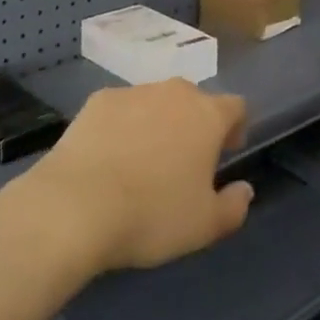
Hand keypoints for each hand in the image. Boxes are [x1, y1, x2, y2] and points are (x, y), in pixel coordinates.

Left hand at [21, 81, 254, 274]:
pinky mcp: (98, 100)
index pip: (236, 107)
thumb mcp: (204, 226)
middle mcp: (175, 92)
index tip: (226, 153)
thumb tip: (244, 190)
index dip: (235, 128)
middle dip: (194, 125)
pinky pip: (120, 110)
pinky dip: (121, 127)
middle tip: (183, 163)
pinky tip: (108, 158)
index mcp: (208, 115)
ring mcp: (135, 92)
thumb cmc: (151, 215)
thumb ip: (234, 206)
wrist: (76, 206)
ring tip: (142, 162)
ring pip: (156, 102)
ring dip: (157, 123)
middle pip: (195, 101)